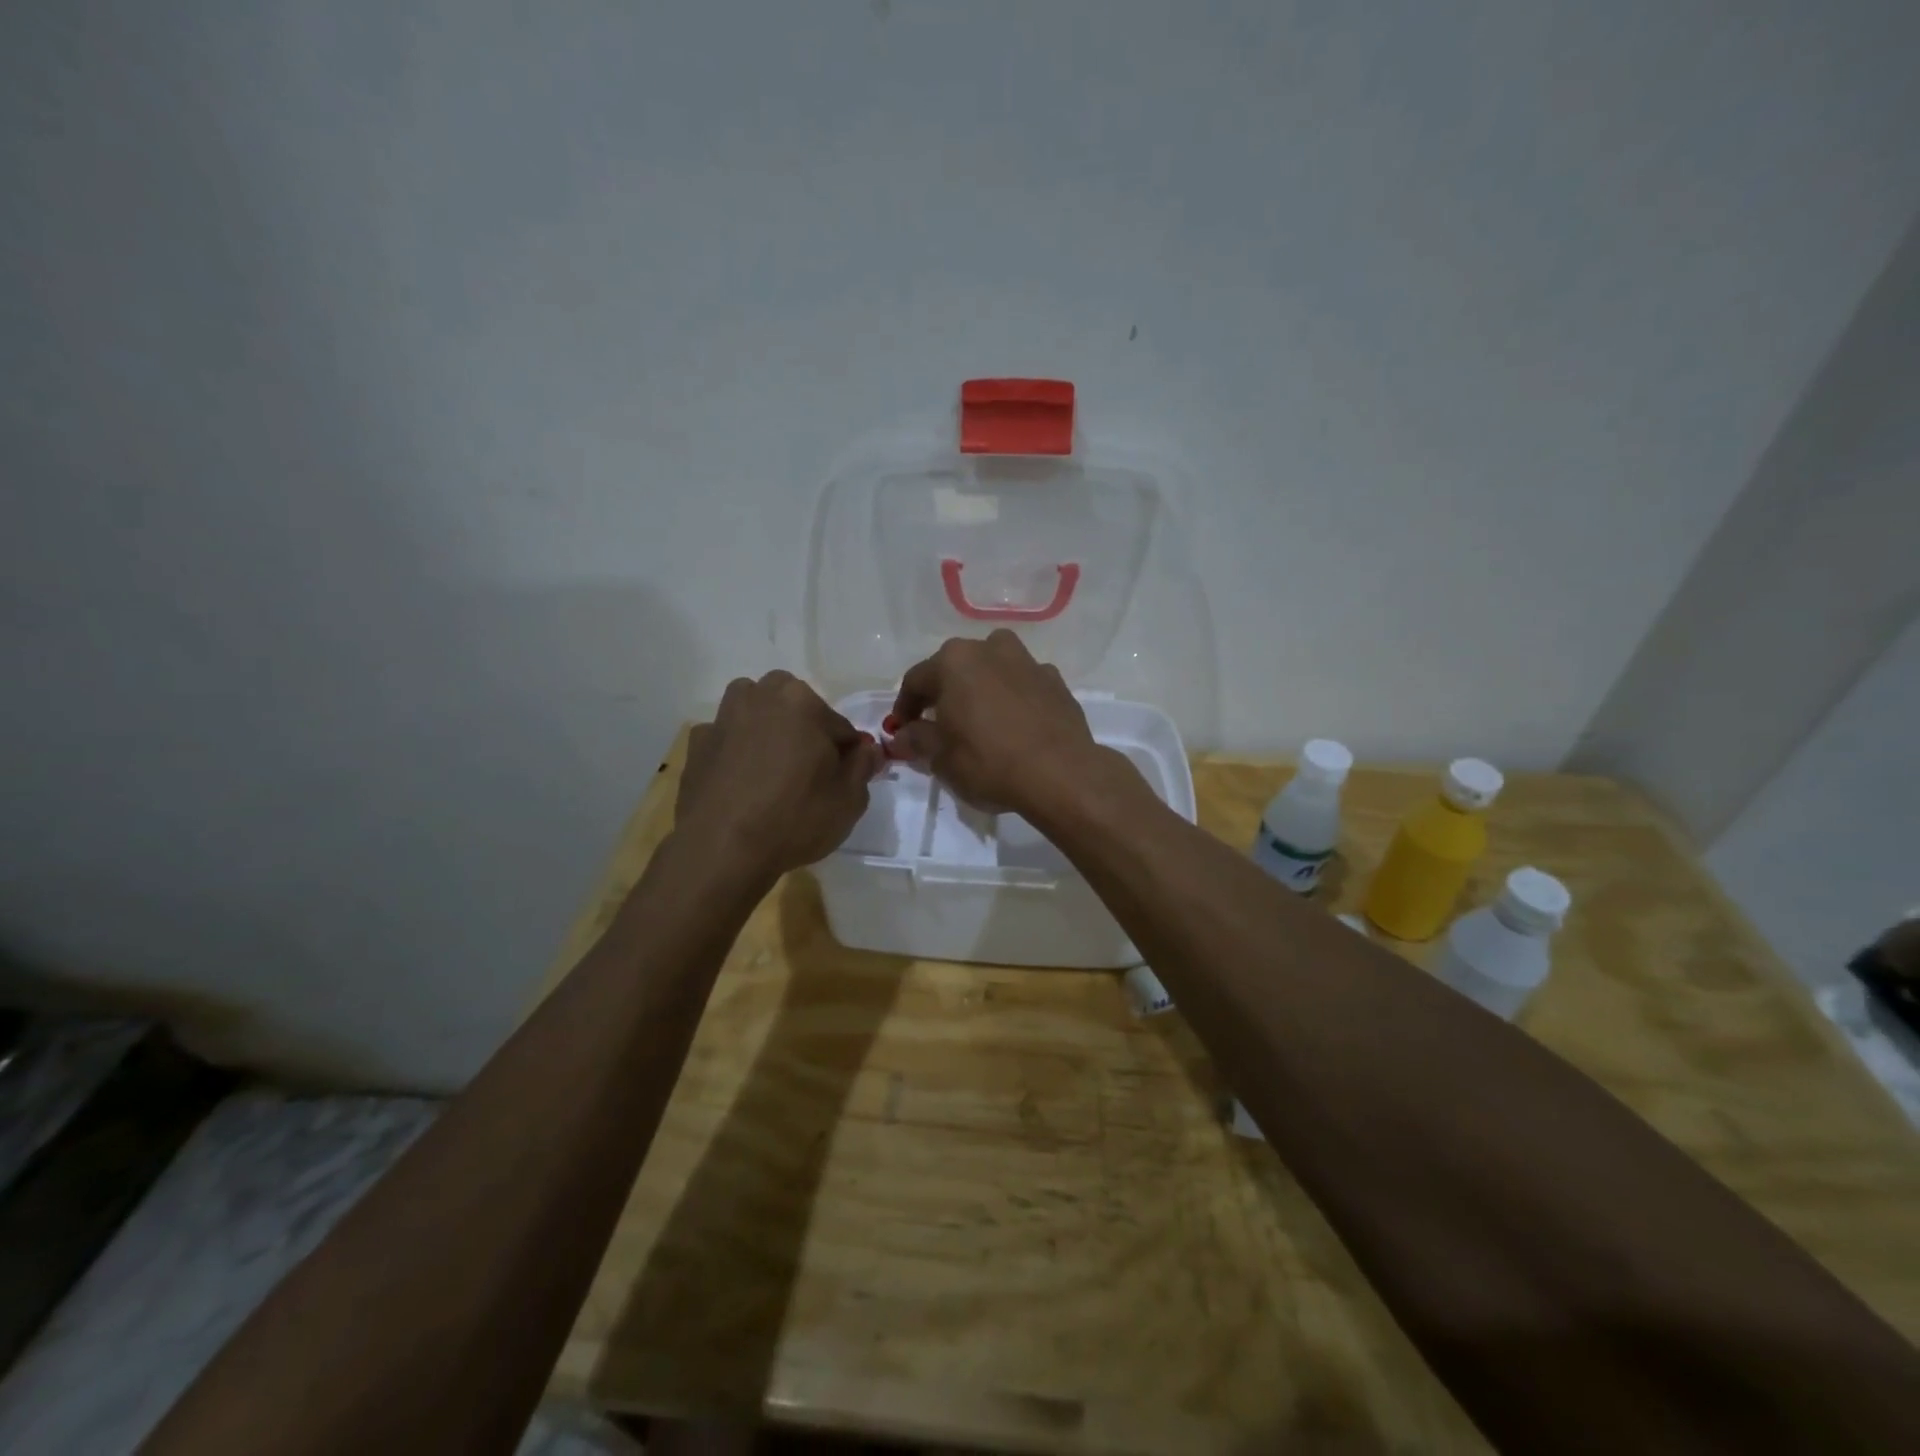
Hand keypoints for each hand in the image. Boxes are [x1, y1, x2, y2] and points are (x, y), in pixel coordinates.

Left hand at [677, 672, 880, 880]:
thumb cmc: (795, 818)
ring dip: (767, 729)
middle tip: (809, 770)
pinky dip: (736, 751)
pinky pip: (727, 739)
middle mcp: (759, 696)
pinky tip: (740, 782)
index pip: (839, 725)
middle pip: (793, 705)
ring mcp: (722, 718)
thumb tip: (866, 749)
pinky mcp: (696, 745)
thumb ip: (863, 765)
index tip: (845, 777)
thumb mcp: (849, 798)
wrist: (722, 849)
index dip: (846, 752)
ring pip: (755, 712)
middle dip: (804, 729)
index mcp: (801, 700)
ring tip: (773, 769)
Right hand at [890, 630, 1112, 816]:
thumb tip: (904, 735)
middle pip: (956, 669)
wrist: (1060, 773)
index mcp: (954, 661)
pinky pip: (1023, 685)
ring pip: (993, 669)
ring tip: (979, 720)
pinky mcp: (1056, 681)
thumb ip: (917, 739)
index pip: (916, 680)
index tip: (902, 731)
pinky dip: (1013, 698)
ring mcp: (1028, 662)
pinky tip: (1014, 725)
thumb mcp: (941, 758)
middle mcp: (990, 649)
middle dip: (944, 694)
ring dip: (981, 688)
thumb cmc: (989, 762)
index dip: (905, 708)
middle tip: (939, 725)